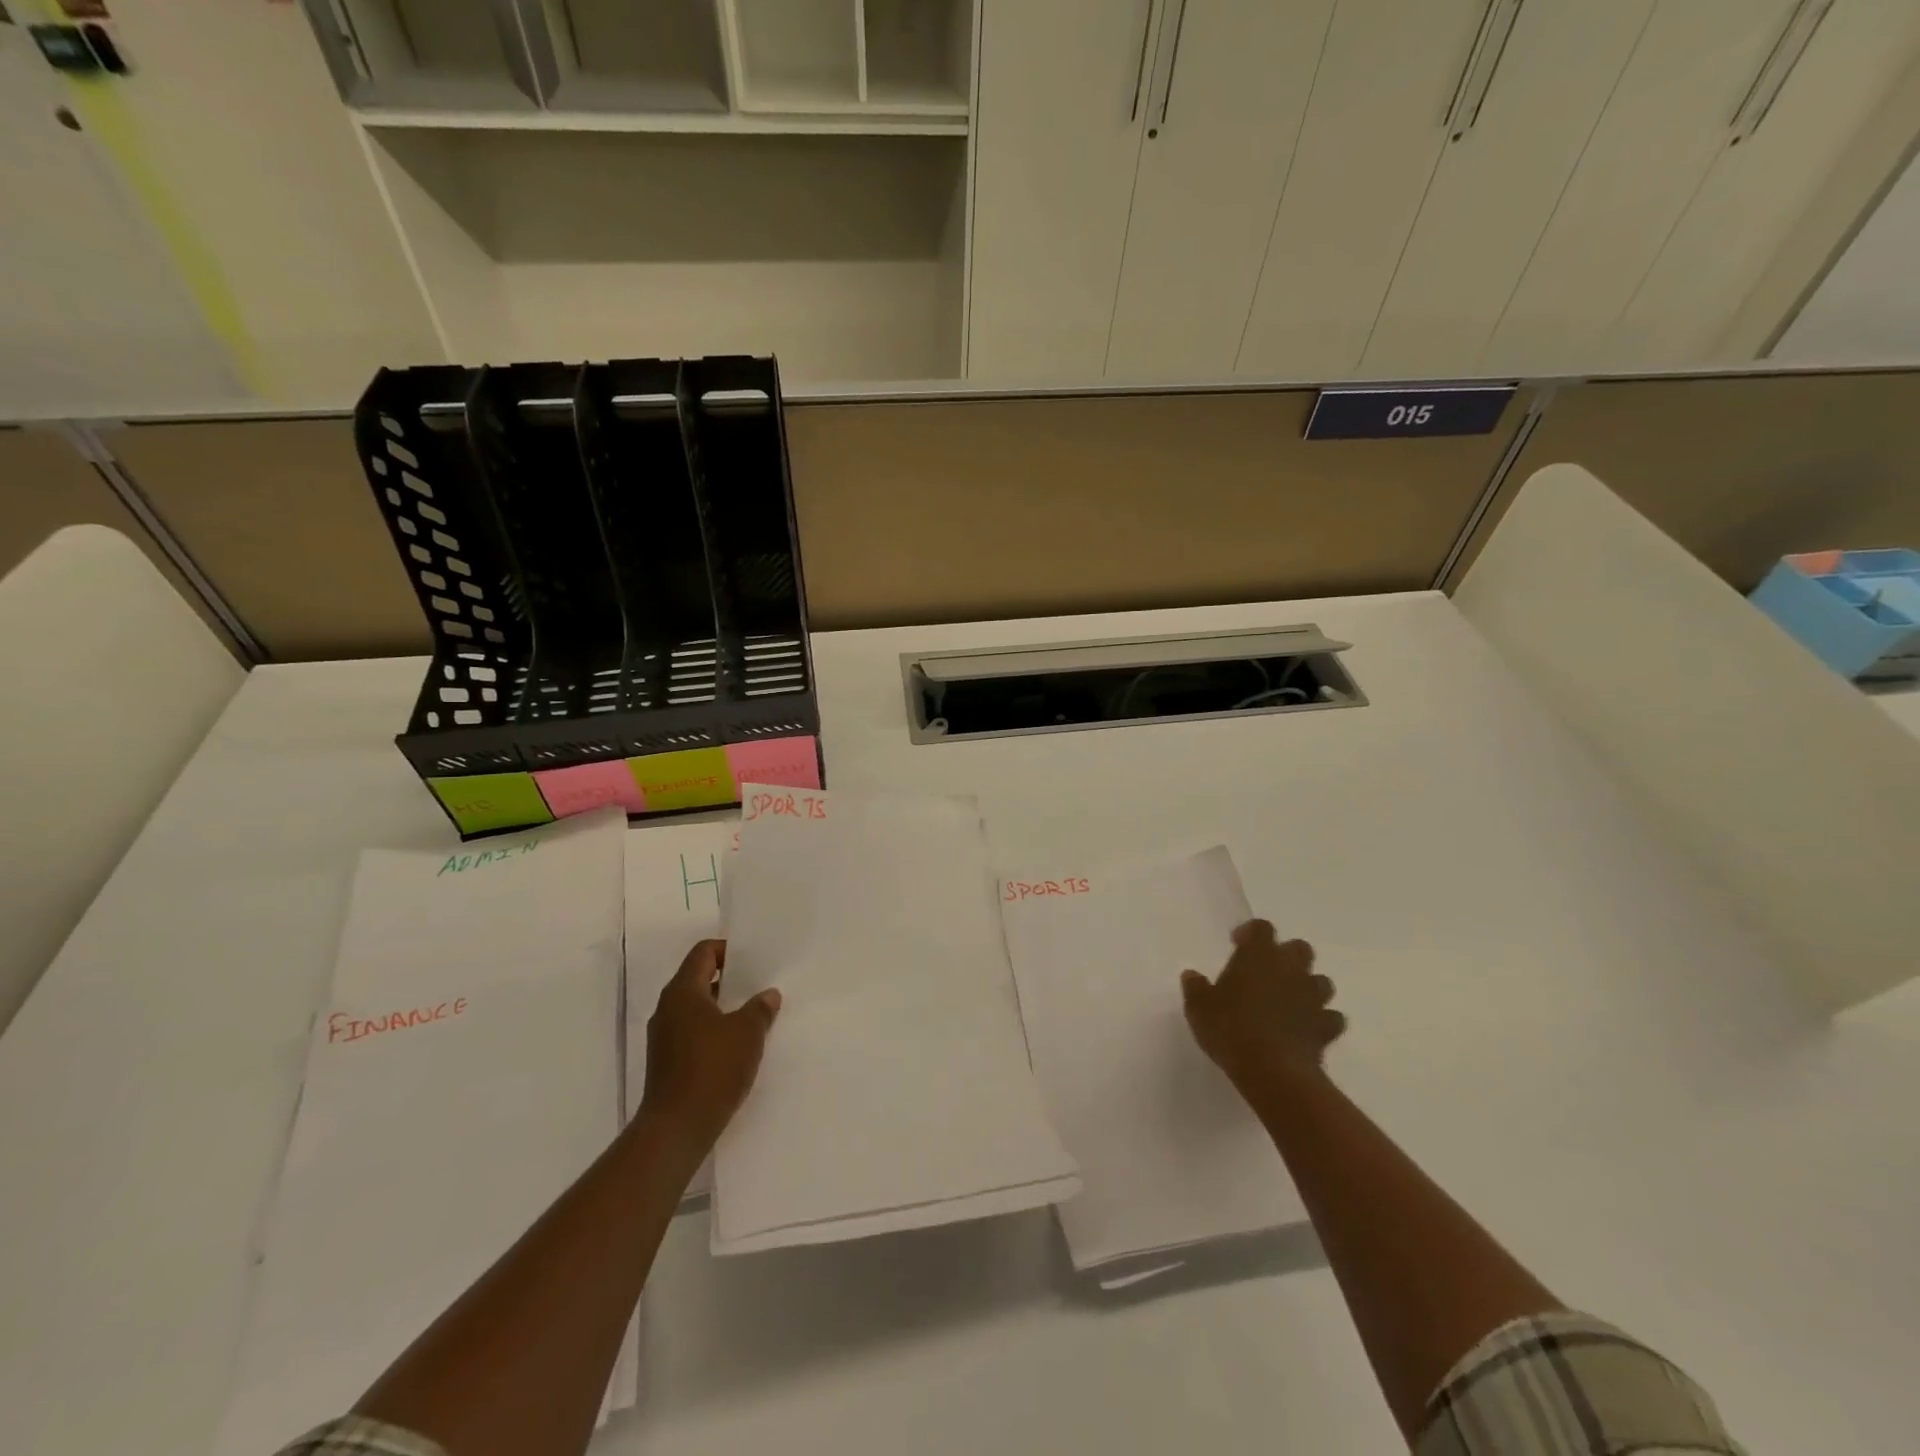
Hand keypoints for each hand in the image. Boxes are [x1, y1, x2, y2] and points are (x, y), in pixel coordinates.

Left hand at [641, 939, 781, 1149]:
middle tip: (759, 983)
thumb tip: (768, 995)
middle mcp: (667, 1008)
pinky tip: (736, 1044)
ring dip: (722, 1006)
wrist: (675, 1129)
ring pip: (695, 1007)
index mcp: (682, 992)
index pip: (703, 953)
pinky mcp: (666, 1061)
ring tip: (753, 1014)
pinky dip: (713, 1029)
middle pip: (698, 978)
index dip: (728, 950)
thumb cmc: (712, 1069)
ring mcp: (664, 1036)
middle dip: (729, 979)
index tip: (753, 959)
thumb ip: (760, 1008)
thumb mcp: (748, 1033)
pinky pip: (692, 1031)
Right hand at [1180, 920, 1344, 1095]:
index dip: (1250, 932)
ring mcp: (1313, 998)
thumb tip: (1192, 975)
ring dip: (1307, 986)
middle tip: (1266, 972)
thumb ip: (1196, 987)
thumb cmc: (1230, 1028)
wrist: (1273, 1071)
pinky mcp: (1326, 1028)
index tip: (1237, 945)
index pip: (1262, 927)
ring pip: (1321, 981)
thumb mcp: (1199, 1007)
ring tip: (1288, 1001)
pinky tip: (1306, 1030)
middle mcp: (1290, 969)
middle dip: (1286, 956)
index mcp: (1258, 955)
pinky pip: (1331, 1017)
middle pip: (1300, 948)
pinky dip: (1321, 1020)